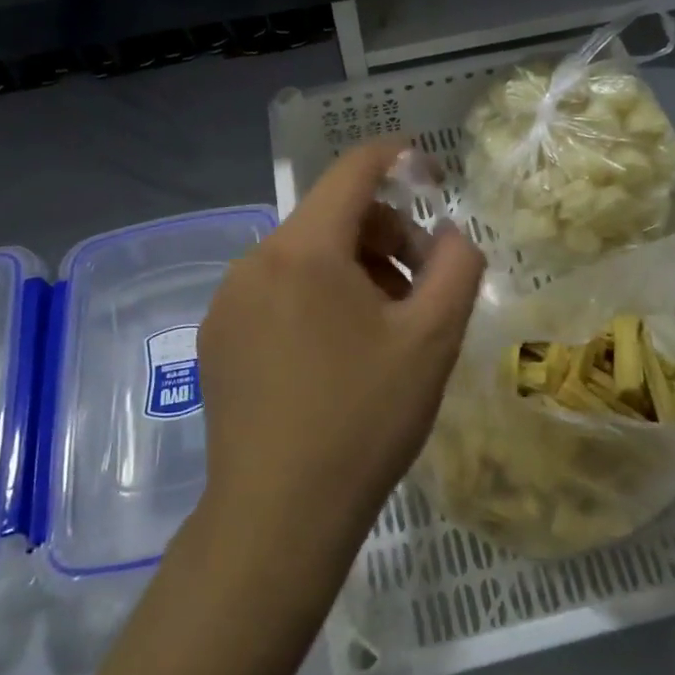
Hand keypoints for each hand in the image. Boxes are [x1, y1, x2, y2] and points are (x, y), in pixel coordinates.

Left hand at [197, 140, 485, 567]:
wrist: (277, 517)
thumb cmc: (363, 419)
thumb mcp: (433, 339)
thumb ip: (457, 265)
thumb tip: (450, 232)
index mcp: (304, 249)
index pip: (352, 171)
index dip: (394, 156)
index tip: (426, 167)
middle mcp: (255, 260)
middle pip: (331, 217)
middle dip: (384, 235)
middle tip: (420, 288)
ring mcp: (228, 300)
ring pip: (304, 256)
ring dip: (353, 270)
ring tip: (384, 328)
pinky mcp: (217, 337)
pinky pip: (276, 290)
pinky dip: (316, 297)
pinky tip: (337, 354)